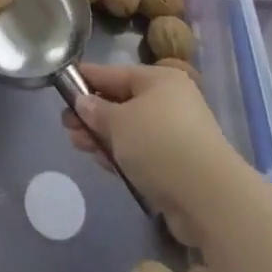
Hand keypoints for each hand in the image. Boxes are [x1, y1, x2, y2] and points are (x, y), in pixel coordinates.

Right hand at [62, 63, 234, 224]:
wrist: (208, 198)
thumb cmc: (159, 144)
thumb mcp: (119, 122)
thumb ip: (97, 111)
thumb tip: (84, 102)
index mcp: (160, 80)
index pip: (115, 73)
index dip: (87, 78)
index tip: (63, 83)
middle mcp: (171, 102)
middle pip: (123, 102)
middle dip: (93, 114)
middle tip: (66, 124)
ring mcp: (177, 135)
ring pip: (131, 130)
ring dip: (103, 136)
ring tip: (76, 143)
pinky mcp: (179, 166)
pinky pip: (142, 153)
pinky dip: (121, 155)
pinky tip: (101, 161)